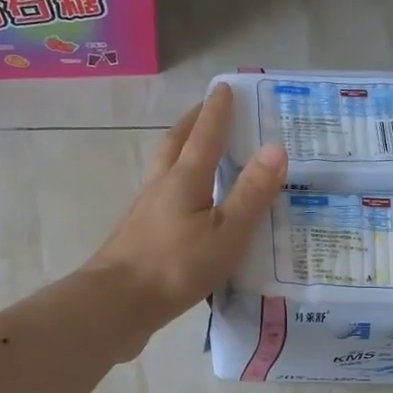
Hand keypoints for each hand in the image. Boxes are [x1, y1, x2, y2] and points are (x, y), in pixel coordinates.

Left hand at [86, 84, 286, 350]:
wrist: (116, 304)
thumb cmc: (176, 266)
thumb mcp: (226, 232)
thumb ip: (251, 193)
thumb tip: (276, 147)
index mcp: (184, 179)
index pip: (205, 135)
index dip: (216, 111)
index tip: (224, 87)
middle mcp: (161, 187)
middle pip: (175, 144)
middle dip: (192, 123)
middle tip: (206, 110)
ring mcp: (145, 211)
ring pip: (164, 169)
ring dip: (180, 151)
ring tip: (196, 151)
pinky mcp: (138, 236)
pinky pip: (161, 197)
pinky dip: (175, 185)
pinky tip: (184, 205)